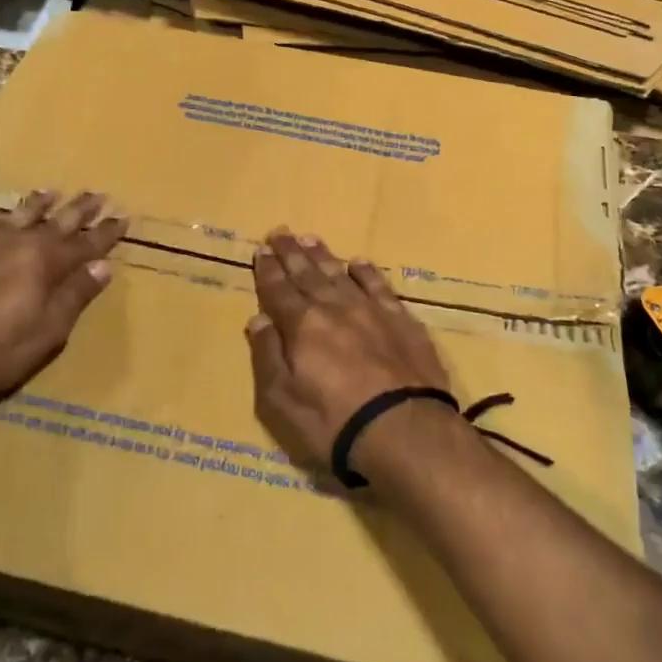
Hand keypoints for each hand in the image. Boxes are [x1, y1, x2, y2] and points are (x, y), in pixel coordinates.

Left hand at [0, 189, 124, 404]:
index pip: (85, 243)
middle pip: (56, 222)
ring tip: (52, 192)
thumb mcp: (47, 332)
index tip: (123, 218)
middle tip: (97, 194)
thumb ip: (75, 296)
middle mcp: (17, 244)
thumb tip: (102, 266)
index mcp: (45, 263)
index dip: (105, 232)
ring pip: (18, 216)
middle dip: (79, 210)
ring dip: (38, 204)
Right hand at [246, 228, 452, 476]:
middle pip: (307, 274)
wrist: (404, 429)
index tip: (261, 250)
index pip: (278, 291)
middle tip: (280, 232)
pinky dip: (367, 272)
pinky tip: (359, 262)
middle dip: (291, 253)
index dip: (268, 271)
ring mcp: (370, 310)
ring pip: (340, 274)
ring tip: (310, 239)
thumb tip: (258, 319)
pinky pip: (379, 286)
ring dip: (323, 256)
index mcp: (302, 326)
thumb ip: (268, 356)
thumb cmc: (334, 423)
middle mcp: (334, 308)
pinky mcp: (401, 320)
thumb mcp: (282, 401)